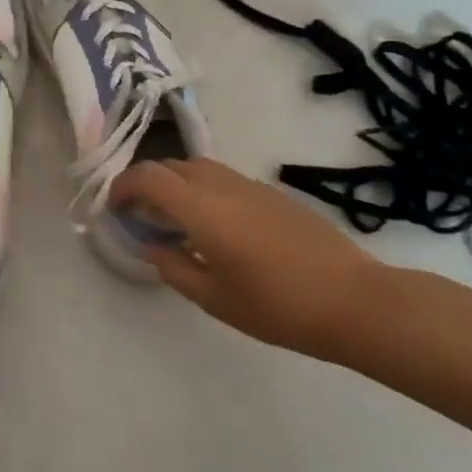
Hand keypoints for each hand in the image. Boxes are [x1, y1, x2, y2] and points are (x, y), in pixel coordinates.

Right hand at [110, 158, 384, 356]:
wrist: (357, 301)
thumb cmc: (278, 305)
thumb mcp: (214, 297)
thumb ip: (173, 267)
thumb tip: (150, 246)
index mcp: (200, 208)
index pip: (147, 177)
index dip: (123, 186)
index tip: (114, 208)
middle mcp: (221, 185)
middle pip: (170, 165)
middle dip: (146, 183)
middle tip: (140, 215)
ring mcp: (250, 185)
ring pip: (198, 167)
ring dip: (176, 184)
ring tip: (175, 220)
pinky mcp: (273, 194)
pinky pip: (223, 179)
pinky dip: (203, 190)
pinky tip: (216, 227)